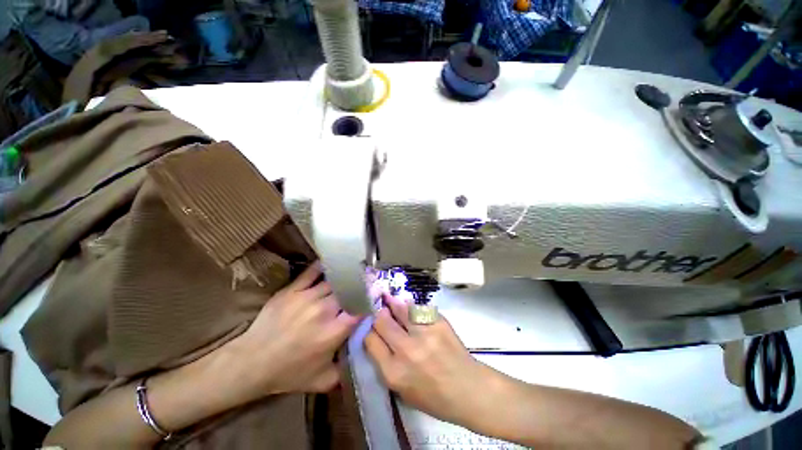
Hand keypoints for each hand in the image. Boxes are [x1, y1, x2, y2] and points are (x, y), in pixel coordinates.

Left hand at [227, 262, 359, 402]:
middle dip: (360, 287)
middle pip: (349, 291)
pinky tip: (331, 265)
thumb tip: (363, 357)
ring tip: (352, 274)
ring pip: (334, 281)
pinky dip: (323, 267)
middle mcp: (324, 310)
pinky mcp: (292, 290)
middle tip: (366, 283)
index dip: (370, 301)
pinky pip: (312, 272)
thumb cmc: (288, 373)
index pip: (360, 309)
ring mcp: (307, 297)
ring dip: (345, 278)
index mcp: (333, 331)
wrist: (251, 363)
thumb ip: (346, 371)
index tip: (375, 297)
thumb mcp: (322, 381)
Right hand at [364, 294, 495, 425]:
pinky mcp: (438, 322)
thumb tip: (377, 338)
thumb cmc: (434, 397)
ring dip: (393, 305)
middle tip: (381, 312)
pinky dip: (412, 307)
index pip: (370, 340)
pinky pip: (418, 308)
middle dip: (379, 315)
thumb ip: (386, 364)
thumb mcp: (402, 390)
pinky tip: (410, 307)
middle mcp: (406, 350)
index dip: (369, 331)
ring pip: (400, 308)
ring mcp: (424, 333)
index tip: (373, 328)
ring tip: (390, 300)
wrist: (468, 390)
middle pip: (382, 320)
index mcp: (393, 372)